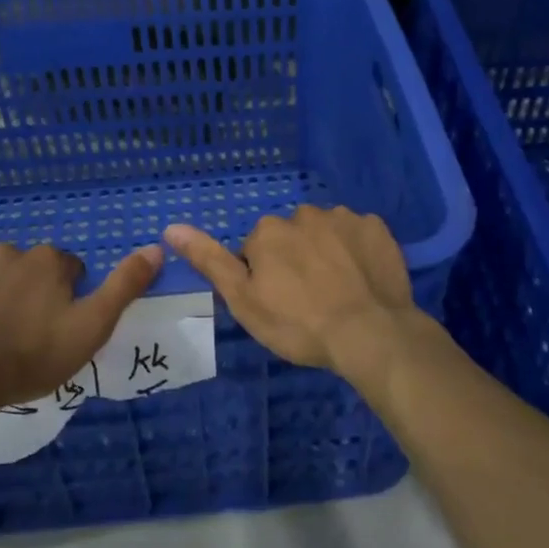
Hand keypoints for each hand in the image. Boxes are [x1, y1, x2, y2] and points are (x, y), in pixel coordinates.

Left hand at [0, 242, 163, 413]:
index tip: (59, 325)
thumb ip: (124, 286)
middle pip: (26, 267)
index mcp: (46, 260)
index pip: (68, 267)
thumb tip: (156, 249)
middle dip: (27, 290)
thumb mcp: (92, 326)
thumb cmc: (31, 355)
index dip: (67, 296)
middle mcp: (7, 251)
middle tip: (24, 332)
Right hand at [163, 206, 417, 374]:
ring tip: (339, 292)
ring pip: (326, 233)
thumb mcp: (243, 300)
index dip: (265, 278)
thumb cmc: (298, 323)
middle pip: (292, 237)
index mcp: (268, 231)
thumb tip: (171, 227)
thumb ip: (210, 260)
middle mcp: (304, 213)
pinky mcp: (377, 227)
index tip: (279, 304)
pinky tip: (363, 278)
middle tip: (309, 300)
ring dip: (327, 252)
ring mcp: (344, 217)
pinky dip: (358, 251)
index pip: (257, 250)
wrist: (369, 333)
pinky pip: (359, 234)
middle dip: (296, 259)